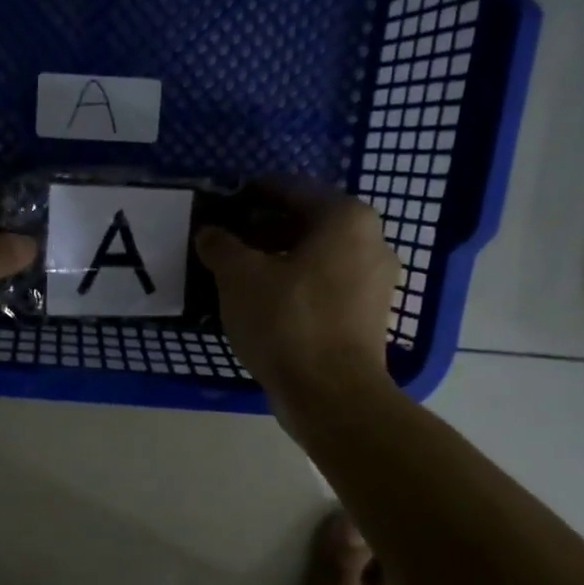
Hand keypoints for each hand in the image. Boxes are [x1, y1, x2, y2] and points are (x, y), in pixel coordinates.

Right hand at [194, 182, 399, 414]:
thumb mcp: (239, 277)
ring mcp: (374, 282)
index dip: (252, 193)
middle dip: (263, 229)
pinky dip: (293, 285)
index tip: (223, 201)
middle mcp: (370, 241)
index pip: (291, 189)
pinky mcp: (367, 316)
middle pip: (306, 223)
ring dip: (276, 260)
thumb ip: (221, 246)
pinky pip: (324, 285)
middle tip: (225, 241)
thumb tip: (209, 233)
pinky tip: (262, 301)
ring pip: (315, 257)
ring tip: (237, 273)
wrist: (331, 395)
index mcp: (345, 218)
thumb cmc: (287, 321)